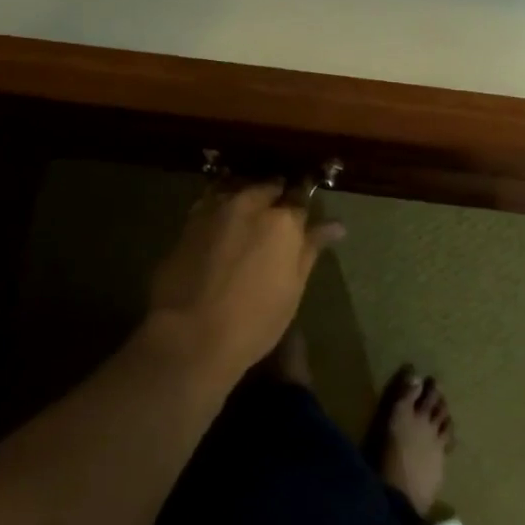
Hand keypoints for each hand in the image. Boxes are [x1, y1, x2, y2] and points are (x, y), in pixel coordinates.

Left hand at [141, 183, 343, 384]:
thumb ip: (311, 249)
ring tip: (249, 217)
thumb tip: (336, 225)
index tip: (302, 221)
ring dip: (247, 197)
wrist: (190, 336)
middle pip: (268, 188)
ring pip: (238, 189)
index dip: (301, 210)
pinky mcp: (188, 221)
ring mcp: (216, 209)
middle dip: (275, 197)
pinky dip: (221, 206)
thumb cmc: (254, 320)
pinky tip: (222, 223)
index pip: (300, 199)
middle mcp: (250, 203)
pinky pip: (211, 201)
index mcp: (283, 220)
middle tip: (276, 220)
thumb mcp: (293, 288)